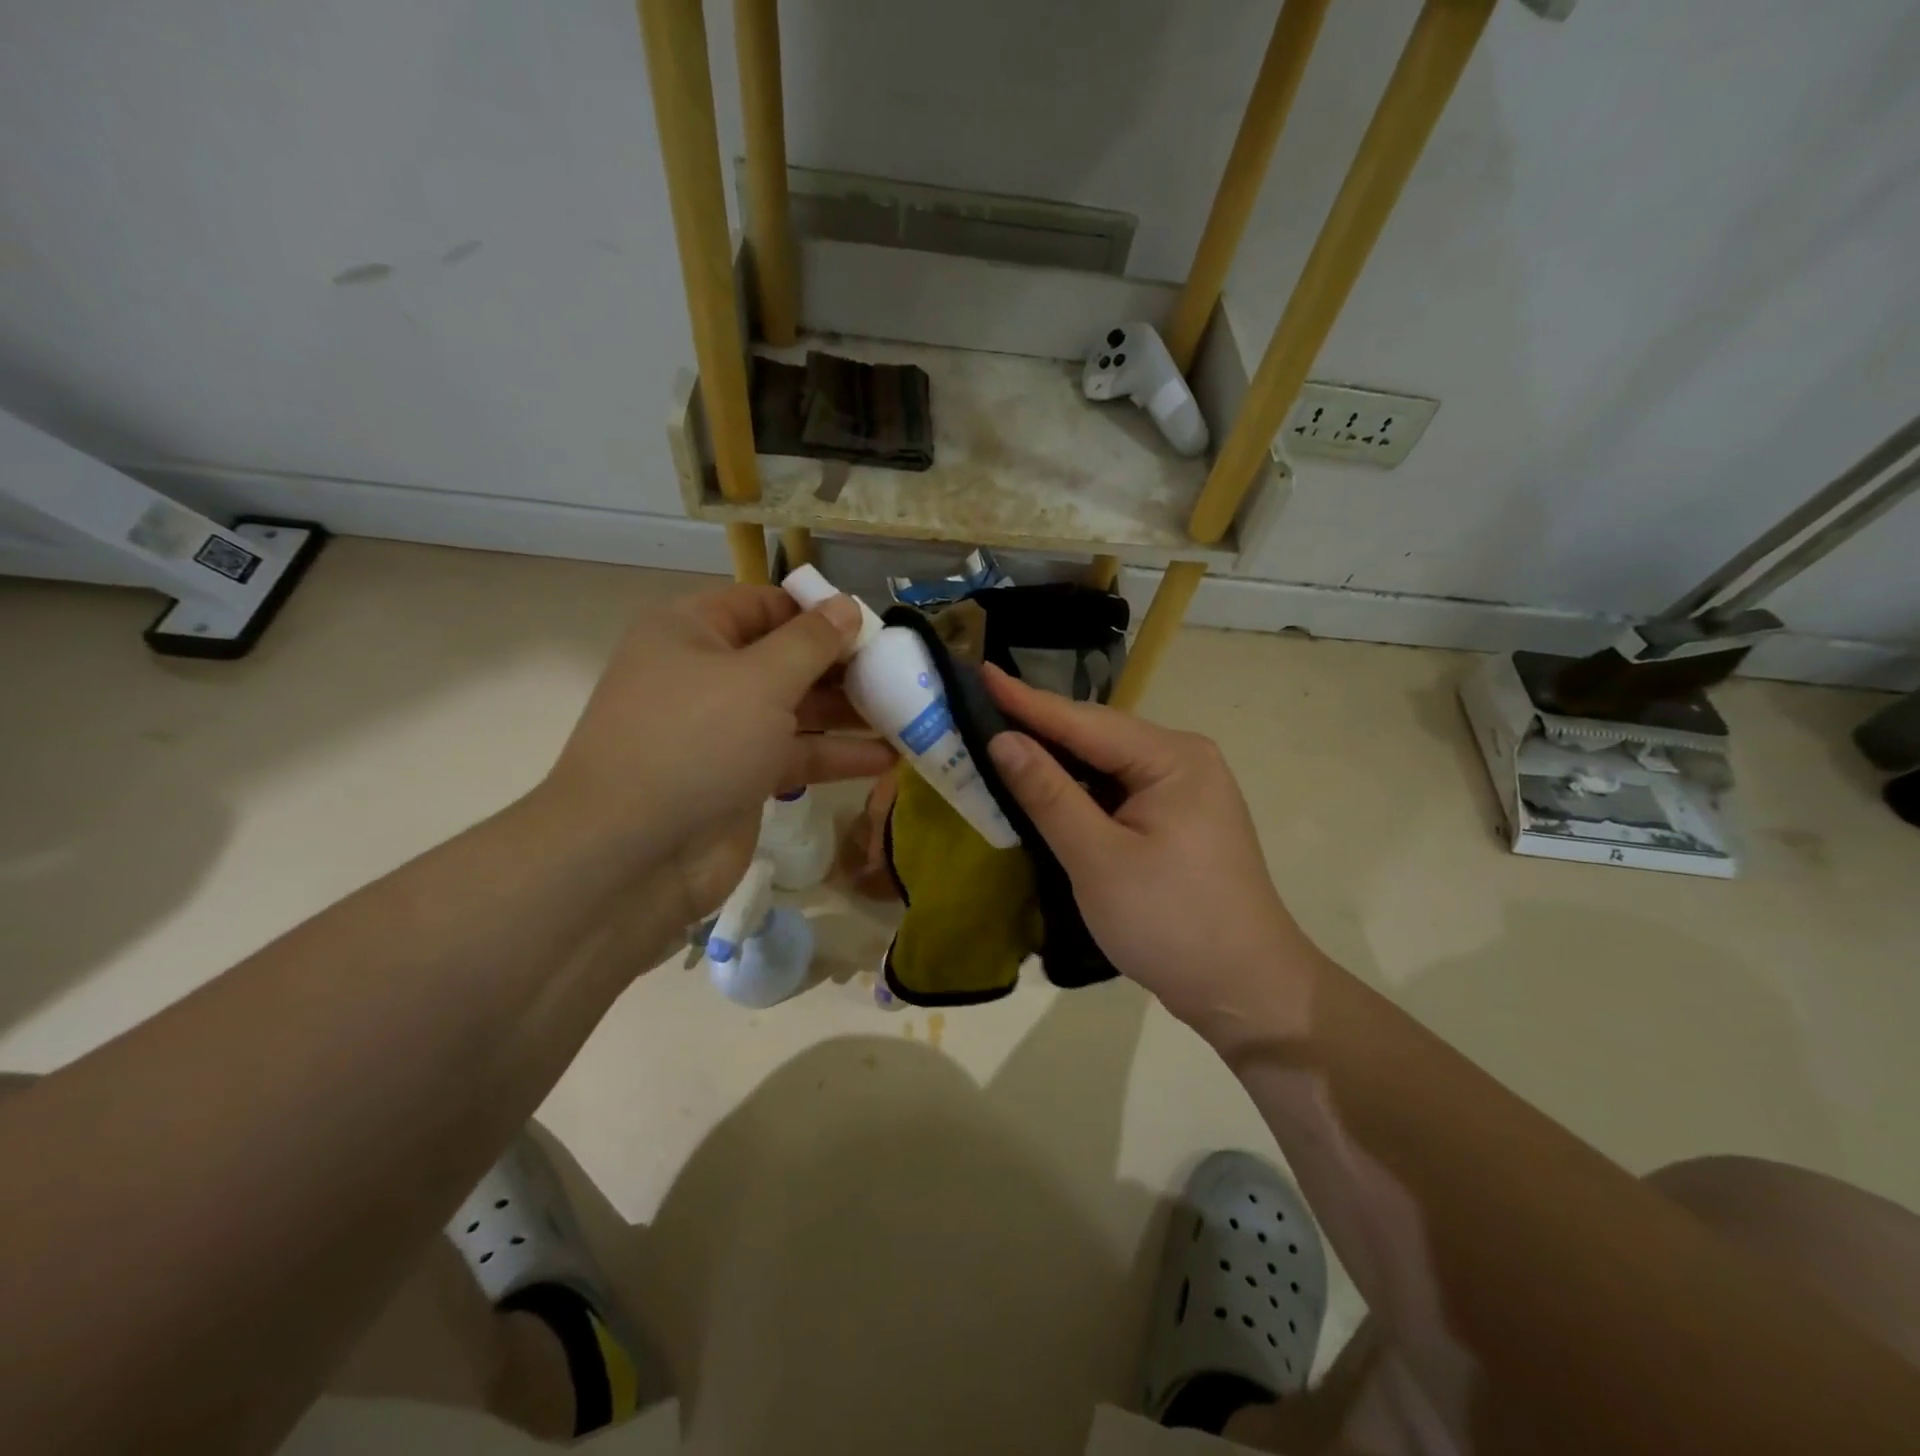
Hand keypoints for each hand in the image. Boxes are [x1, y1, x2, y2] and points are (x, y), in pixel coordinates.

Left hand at [544, 584, 895, 929]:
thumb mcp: (760, 680)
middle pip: (786, 658)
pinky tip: (887, 758)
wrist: (632, 854)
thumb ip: (812, 643)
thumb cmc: (695, 742)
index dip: (818, 613)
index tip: (872, 628)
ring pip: (796, 710)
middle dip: (842, 666)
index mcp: (692, 632)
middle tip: (901, 672)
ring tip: (907, 713)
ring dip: (848, 713)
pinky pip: (795, 755)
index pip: (765, 606)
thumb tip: (848, 607)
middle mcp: (706, 674)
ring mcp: (723, 730)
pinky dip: (836, 755)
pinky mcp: (741, 779)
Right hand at [983, 667, 1321, 1038]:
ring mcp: (1185, 791)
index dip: (1026, 701)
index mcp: (1171, 758)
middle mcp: (1183, 760)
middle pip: (1097, 736)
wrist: (1246, 990)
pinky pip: (1118, 791)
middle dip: (1039, 728)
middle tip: (979, 711)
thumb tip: (1004, 740)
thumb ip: (1049, 795)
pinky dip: (1080, 791)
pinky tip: (1046, 790)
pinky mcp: (1179, 820)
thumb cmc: (1171, 922)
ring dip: (1057, 761)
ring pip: (1106, 765)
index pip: (1084, 721)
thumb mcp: (1098, 859)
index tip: (979, 673)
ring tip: (1000, 744)